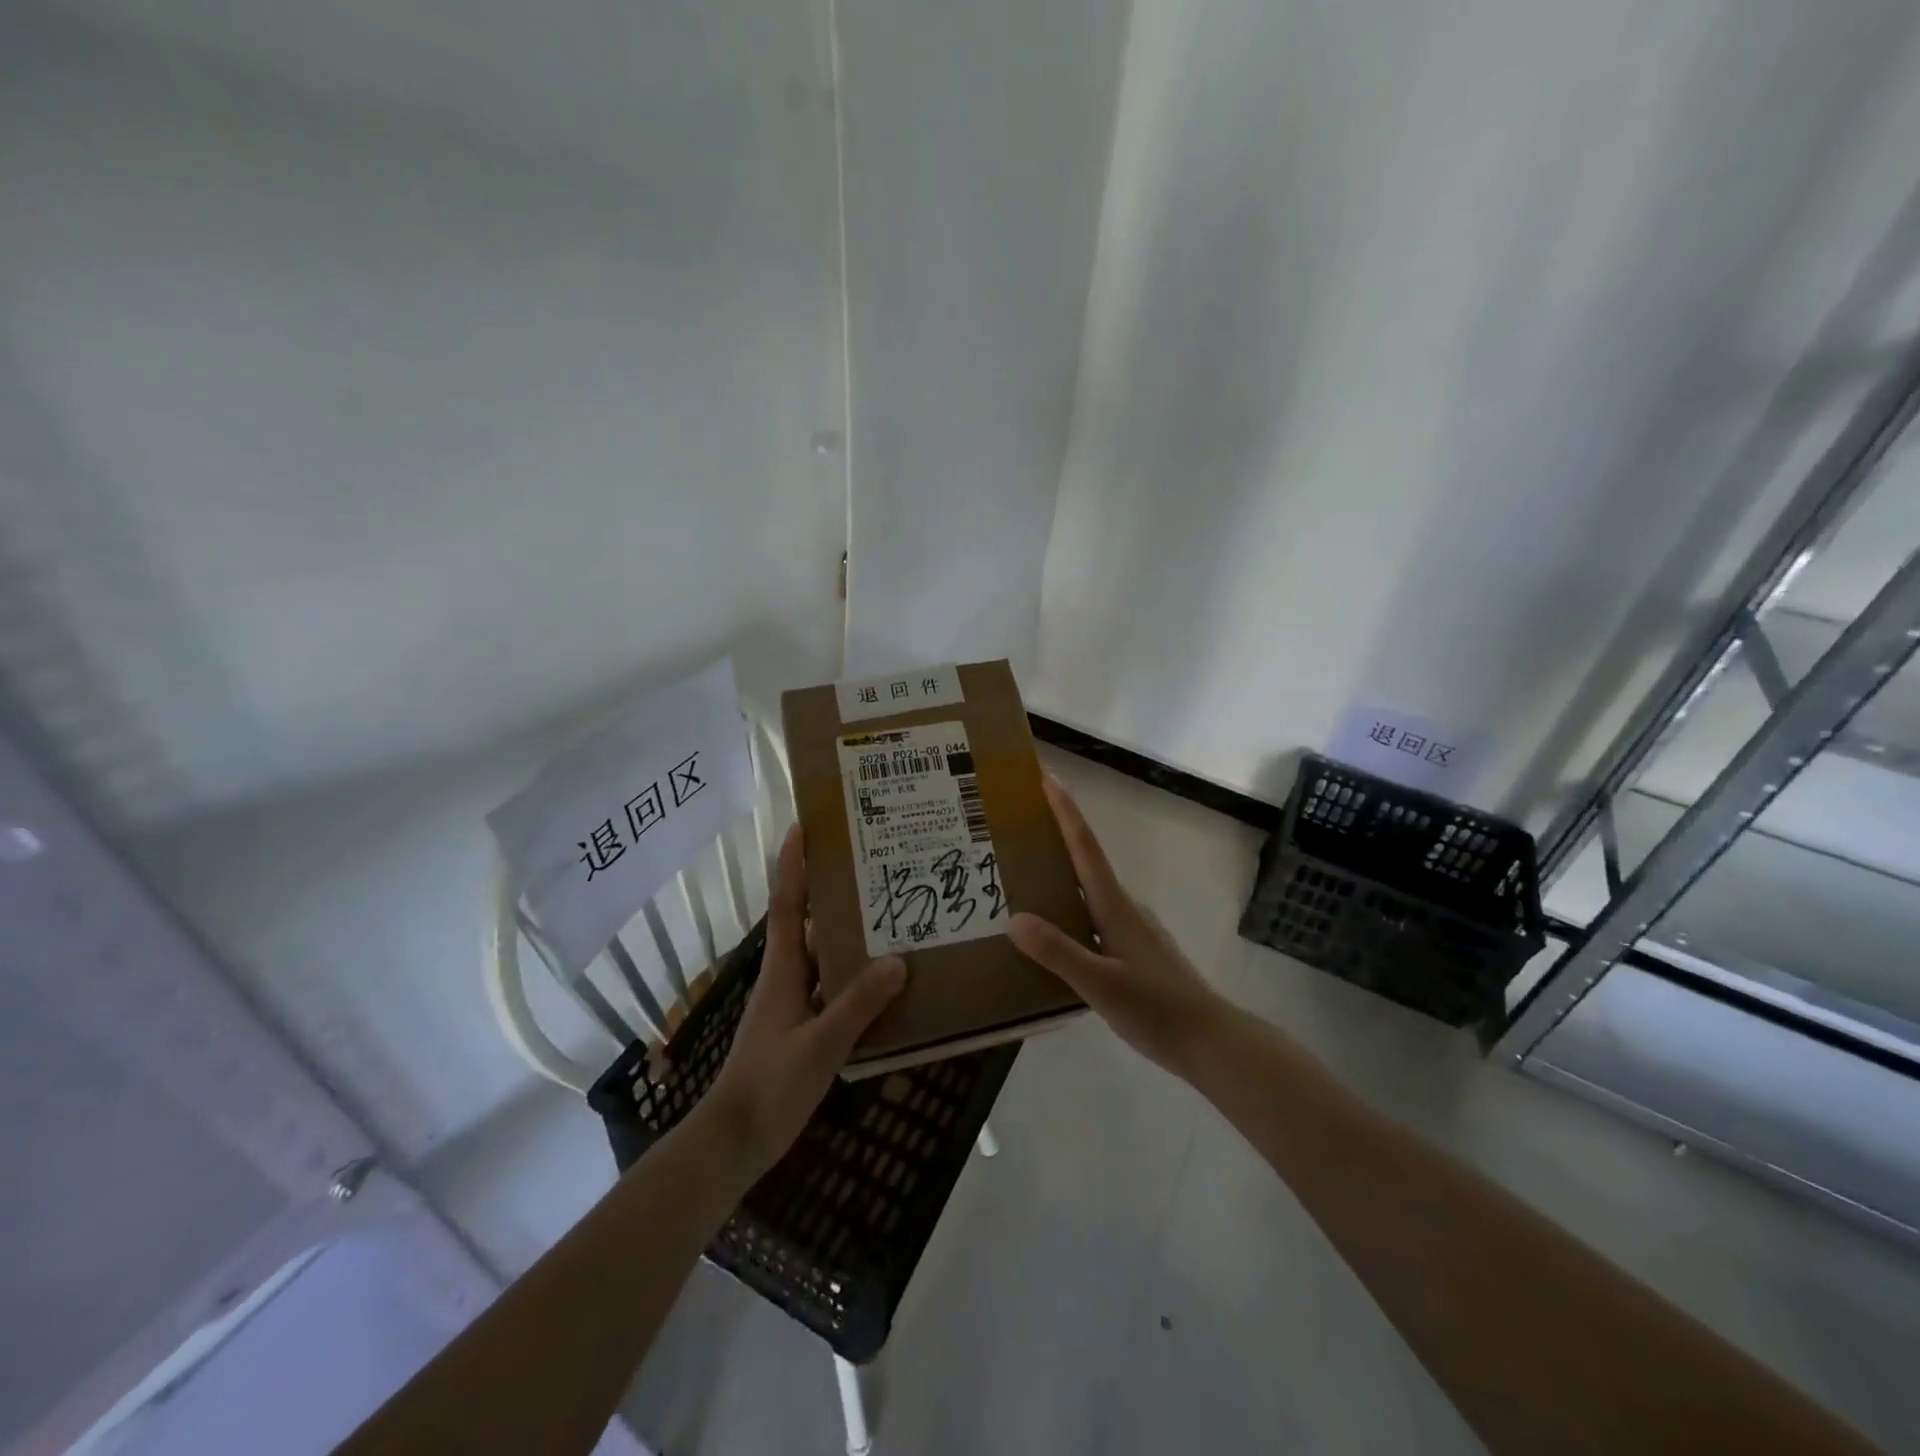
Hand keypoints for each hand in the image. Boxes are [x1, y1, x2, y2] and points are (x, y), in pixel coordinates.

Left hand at [708, 824, 906, 1179]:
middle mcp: (786, 978)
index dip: (793, 863)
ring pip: (824, 958)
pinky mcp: (800, 1030)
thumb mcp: (820, 1044)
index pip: (785, 903)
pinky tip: (885, 984)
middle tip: (872, 867)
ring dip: (849, 936)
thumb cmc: (770, 1085)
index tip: (803, 825)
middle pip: (809, 923)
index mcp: (783, 970)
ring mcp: (791, 1005)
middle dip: (833, 892)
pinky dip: (854, 979)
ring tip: (889, 917)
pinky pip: (831, 990)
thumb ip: (858, 1004)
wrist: (732, 1143)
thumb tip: (898, 959)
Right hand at [1008, 775, 1229, 1078]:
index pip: (1085, 847)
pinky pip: (1092, 918)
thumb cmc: (1157, 1009)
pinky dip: (1069, 912)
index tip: (1046, 777)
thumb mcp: (1101, 984)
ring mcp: (1132, 931)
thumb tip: (1013, 919)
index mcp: (1115, 907)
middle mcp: (1123, 909)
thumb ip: (1059, 952)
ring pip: (1088, 893)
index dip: (1066, 811)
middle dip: (1054, 838)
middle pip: (1085, 862)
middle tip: (1016, 829)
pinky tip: (1052, 936)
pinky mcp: (1134, 953)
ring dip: (1059, 877)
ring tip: (1020, 881)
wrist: (1210, 1042)